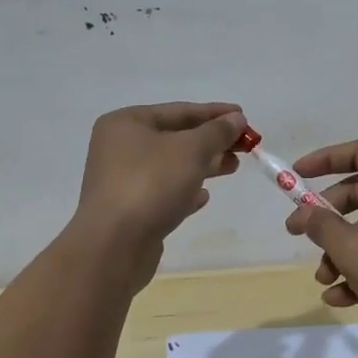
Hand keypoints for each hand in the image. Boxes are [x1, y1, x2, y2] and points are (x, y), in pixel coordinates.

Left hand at [75, 102, 243, 263]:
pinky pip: (163, 193)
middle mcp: (119, 148)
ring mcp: (122, 181)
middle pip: (175, 137)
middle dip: (211, 141)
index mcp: (126, 123)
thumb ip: (217, 132)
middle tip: (244, 146)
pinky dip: (185, 191)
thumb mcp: (191, 150)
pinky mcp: (129, 210)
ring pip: (171, 166)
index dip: (214, 113)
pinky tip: (204, 197)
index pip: (179, 110)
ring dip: (203, 165)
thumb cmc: (151, 184)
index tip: (244, 117)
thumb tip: (236, 118)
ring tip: (232, 167)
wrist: (113, 246)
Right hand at [283, 139, 357, 347]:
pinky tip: (338, 299)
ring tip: (323, 279)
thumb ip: (323, 226)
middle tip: (295, 233)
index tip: (295, 175)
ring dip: (338, 252)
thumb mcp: (355, 250)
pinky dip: (357, 273)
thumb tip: (305, 214)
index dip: (325, 159)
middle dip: (325, 216)